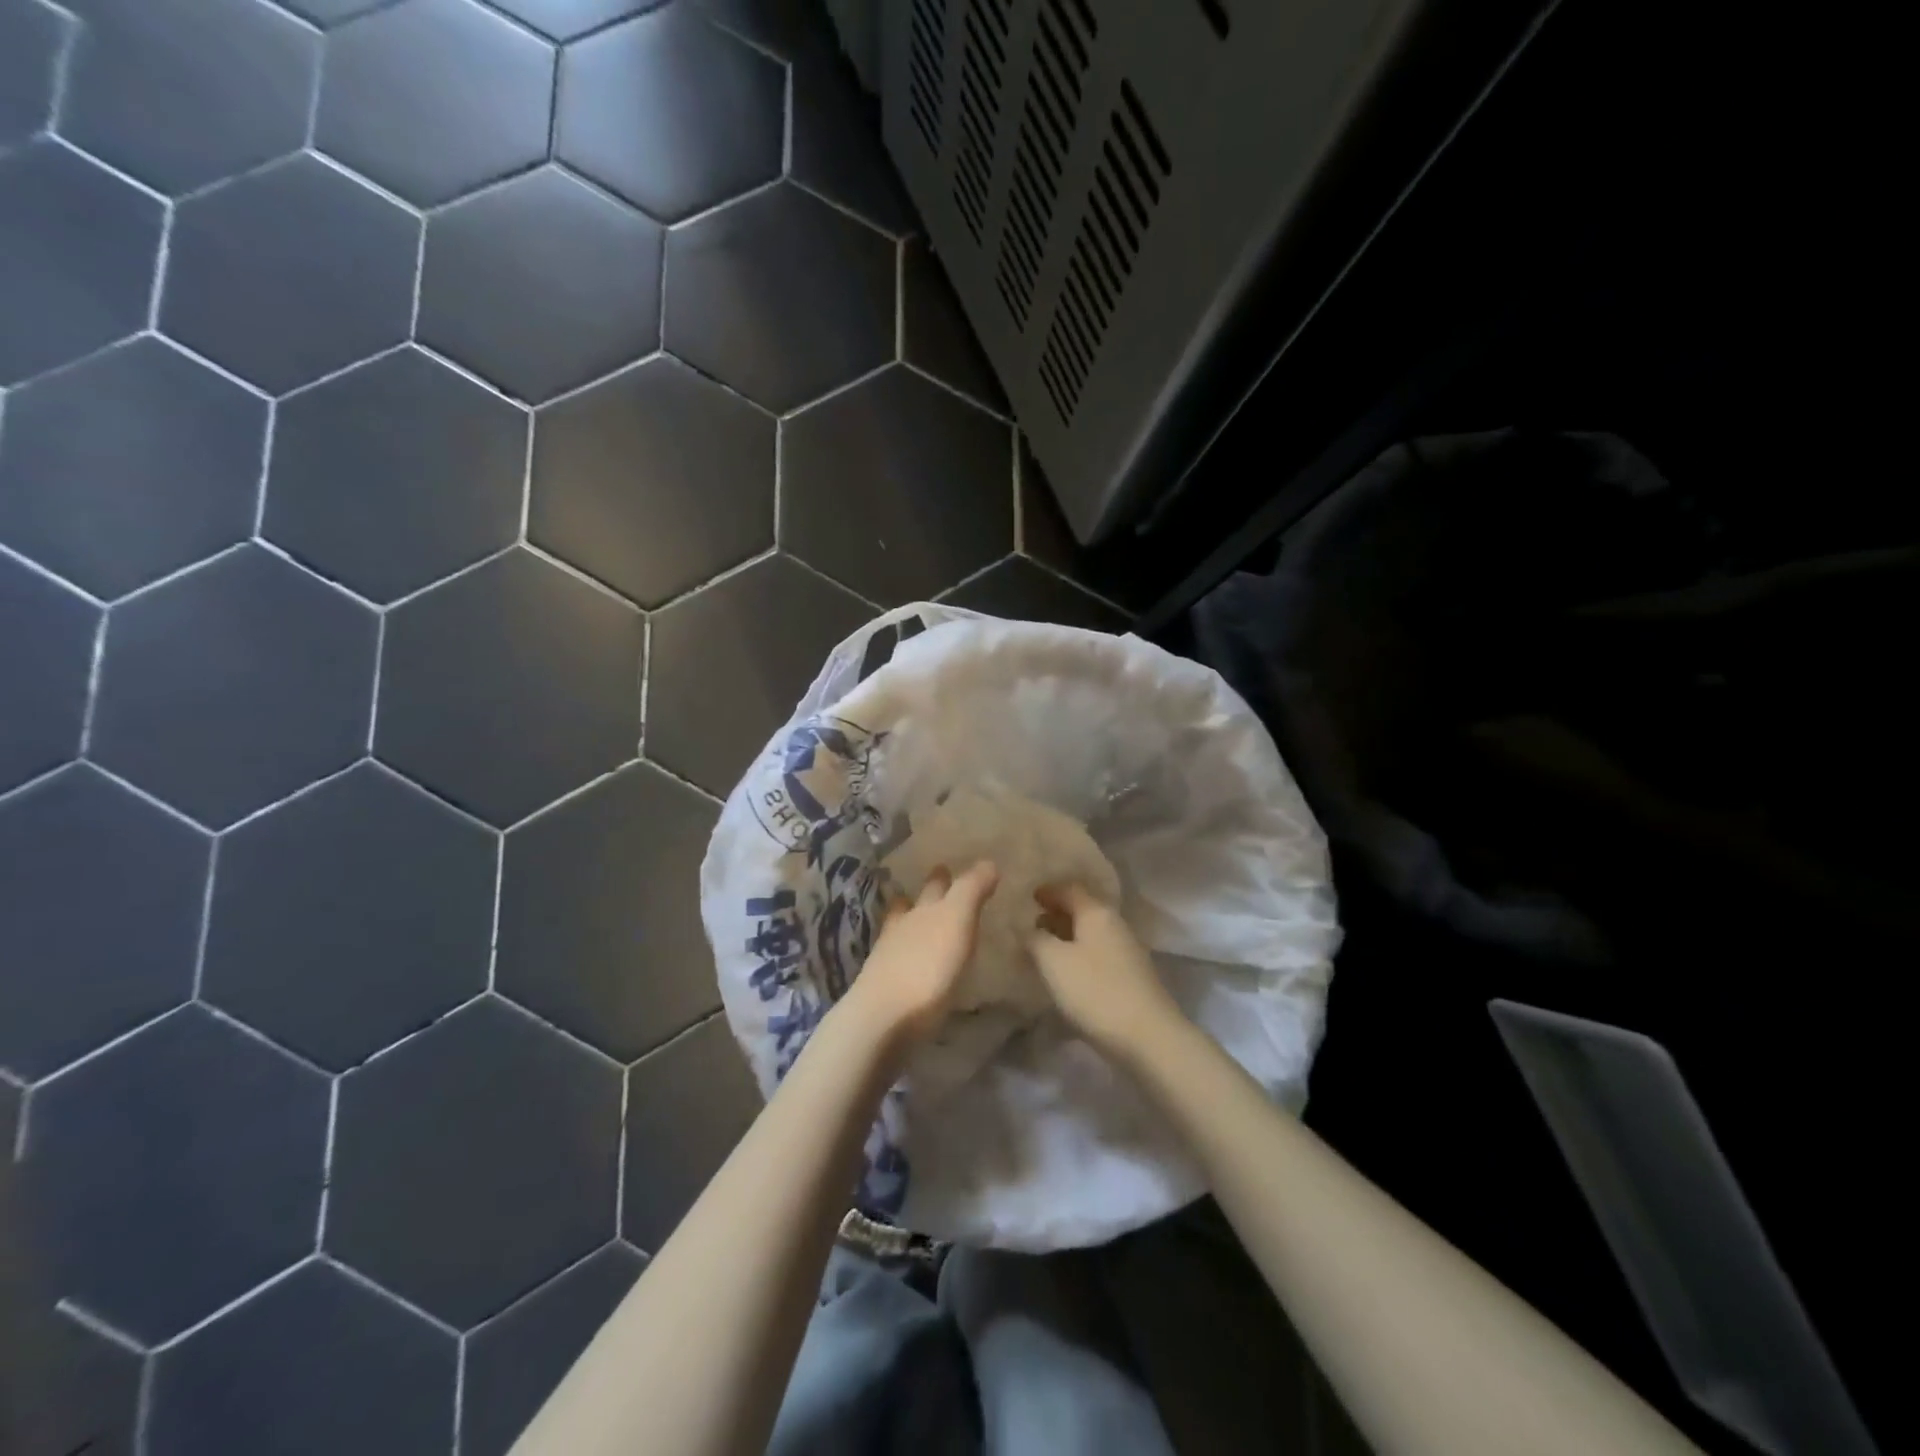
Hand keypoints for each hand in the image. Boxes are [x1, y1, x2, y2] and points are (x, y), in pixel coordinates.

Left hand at [843, 860, 999, 1048]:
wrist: (882, 1018)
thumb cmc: (927, 967)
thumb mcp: (957, 920)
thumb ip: (971, 891)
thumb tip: (988, 862)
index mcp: (923, 909)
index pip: (936, 885)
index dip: (945, 876)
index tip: (948, 868)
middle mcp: (903, 927)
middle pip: (912, 904)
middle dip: (924, 894)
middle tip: (934, 887)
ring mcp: (888, 958)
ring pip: (900, 930)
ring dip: (910, 922)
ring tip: (919, 921)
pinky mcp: (883, 988)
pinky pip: (897, 962)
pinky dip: (906, 956)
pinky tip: (912, 964)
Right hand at [1029, 883, 1183, 1058]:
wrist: (1147, 1037)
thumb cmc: (1095, 990)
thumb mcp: (1054, 962)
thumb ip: (1035, 939)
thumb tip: (1028, 928)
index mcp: (1096, 912)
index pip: (1069, 889)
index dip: (1048, 891)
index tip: (1029, 897)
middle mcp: (1115, 924)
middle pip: (1083, 908)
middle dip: (1057, 913)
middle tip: (1031, 924)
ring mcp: (1126, 950)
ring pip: (1091, 932)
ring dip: (1067, 936)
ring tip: (1044, 949)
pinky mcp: (1131, 975)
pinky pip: (1098, 953)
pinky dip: (1079, 954)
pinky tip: (1067, 972)